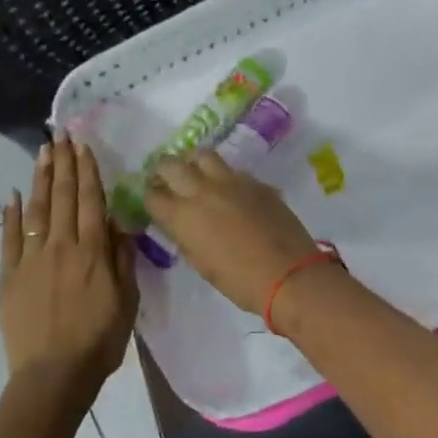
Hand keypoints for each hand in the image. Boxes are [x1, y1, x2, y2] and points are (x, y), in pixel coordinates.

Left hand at [0, 133, 137, 395]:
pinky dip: (9, 215)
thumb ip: (122, 260)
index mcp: (92, 252)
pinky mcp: (10, 275)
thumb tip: (119, 224)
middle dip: (63, 163)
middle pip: (62, 197)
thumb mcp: (126, 301)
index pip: (90, 200)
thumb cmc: (99, 341)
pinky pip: (9, 238)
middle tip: (60, 135)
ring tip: (42, 152)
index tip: (82, 145)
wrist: (53, 375)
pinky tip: (10, 195)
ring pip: (36, 209)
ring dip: (40, 178)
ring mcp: (31, 259)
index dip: (87, 171)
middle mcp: (61, 246)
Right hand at [144, 153, 320, 315]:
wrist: (288, 274)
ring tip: (196, 174)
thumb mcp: (201, 264)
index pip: (152, 195)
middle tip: (166, 180)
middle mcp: (202, 191)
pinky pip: (232, 170)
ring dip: (193, 163)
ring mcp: (231, 181)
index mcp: (182, 216)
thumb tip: (181, 224)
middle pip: (171, 165)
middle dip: (162, 171)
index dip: (149, 197)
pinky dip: (223, 176)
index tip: (153, 201)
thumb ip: (186, 237)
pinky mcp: (255, 182)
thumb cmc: (239, 281)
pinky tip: (229, 190)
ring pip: (202, 155)